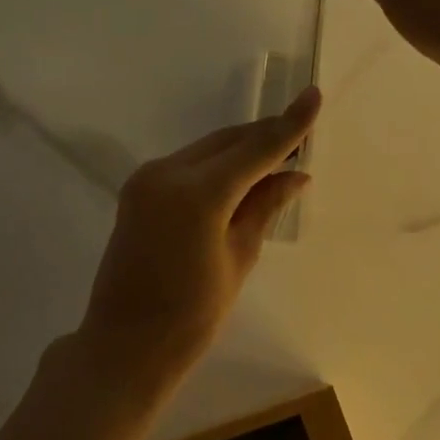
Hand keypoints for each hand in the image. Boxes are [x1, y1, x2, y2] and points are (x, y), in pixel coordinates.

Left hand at [76, 87, 319, 387]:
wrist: (125, 344)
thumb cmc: (191, 316)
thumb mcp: (238, 259)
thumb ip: (264, 208)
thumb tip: (296, 175)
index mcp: (197, 194)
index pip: (255, 149)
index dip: (289, 125)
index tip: (314, 95)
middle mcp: (167, 172)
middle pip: (228, 141)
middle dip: (266, 137)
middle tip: (302, 139)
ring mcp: (147, 178)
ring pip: (207, 149)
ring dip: (241, 150)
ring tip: (277, 158)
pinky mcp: (138, 189)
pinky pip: (188, 164)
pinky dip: (217, 165)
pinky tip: (240, 175)